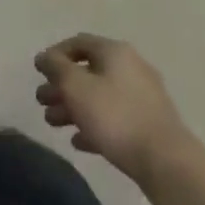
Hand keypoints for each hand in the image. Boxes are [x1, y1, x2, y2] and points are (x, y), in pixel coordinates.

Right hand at [34, 34, 191, 185]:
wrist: (165, 161)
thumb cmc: (115, 116)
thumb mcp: (75, 87)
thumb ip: (56, 67)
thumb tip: (44, 56)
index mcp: (115, 52)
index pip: (79, 42)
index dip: (55, 54)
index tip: (39, 73)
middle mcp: (131, 68)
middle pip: (88, 71)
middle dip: (61, 86)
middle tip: (41, 101)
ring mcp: (142, 98)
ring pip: (99, 96)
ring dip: (73, 107)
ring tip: (53, 123)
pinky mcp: (147, 125)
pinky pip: (113, 119)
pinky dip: (93, 125)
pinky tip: (78, 141)